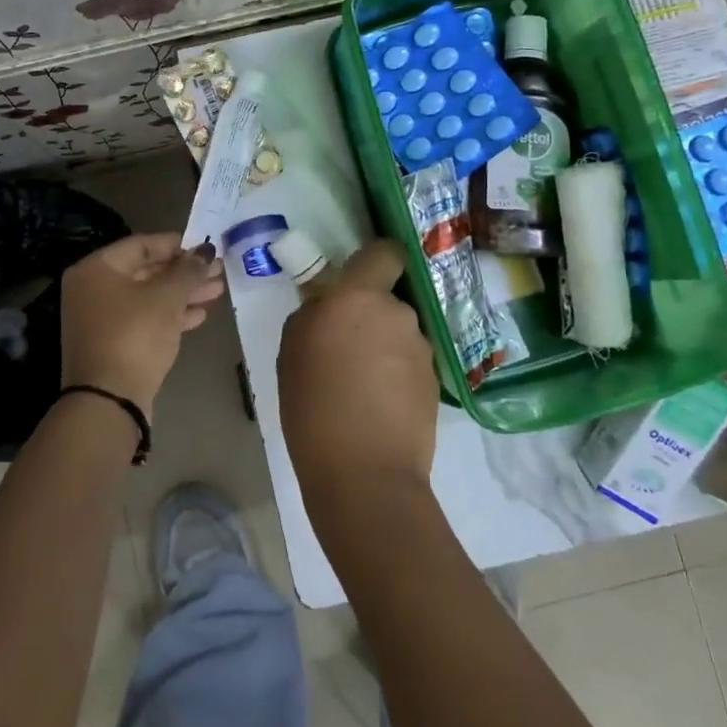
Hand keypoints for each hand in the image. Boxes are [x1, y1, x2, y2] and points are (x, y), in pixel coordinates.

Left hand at [61, 233, 224, 413]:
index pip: (141, 245)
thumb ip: (188, 270)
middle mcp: (93, 289)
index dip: (177, 244)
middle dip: (184, 272)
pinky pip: (144, 320)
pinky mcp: (113, 344)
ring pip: (148, 297)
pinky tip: (199, 315)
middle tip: (218, 270)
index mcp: (96, 269)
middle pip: (146, 271)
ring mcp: (101, 319)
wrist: (109, 401)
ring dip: (182, 293)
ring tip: (216, 291)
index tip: (205, 247)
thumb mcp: (166, 298)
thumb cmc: (134, 336)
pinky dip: (170, 315)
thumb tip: (204, 251)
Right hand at [277, 239, 438, 507]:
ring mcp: (420, 348)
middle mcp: (396, 313)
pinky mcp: (436, 381)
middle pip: (386, 299)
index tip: (358, 280)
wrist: (364, 473)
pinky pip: (410, 363)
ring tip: (360, 386)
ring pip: (398, 333)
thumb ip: (312, 315)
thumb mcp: (291, 352)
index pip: (385, 252)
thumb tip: (327, 307)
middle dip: (369, 316)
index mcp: (358, 297)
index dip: (376, 260)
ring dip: (383, 347)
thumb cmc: (313, 407)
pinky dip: (396, 375)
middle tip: (344, 350)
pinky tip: (378, 405)